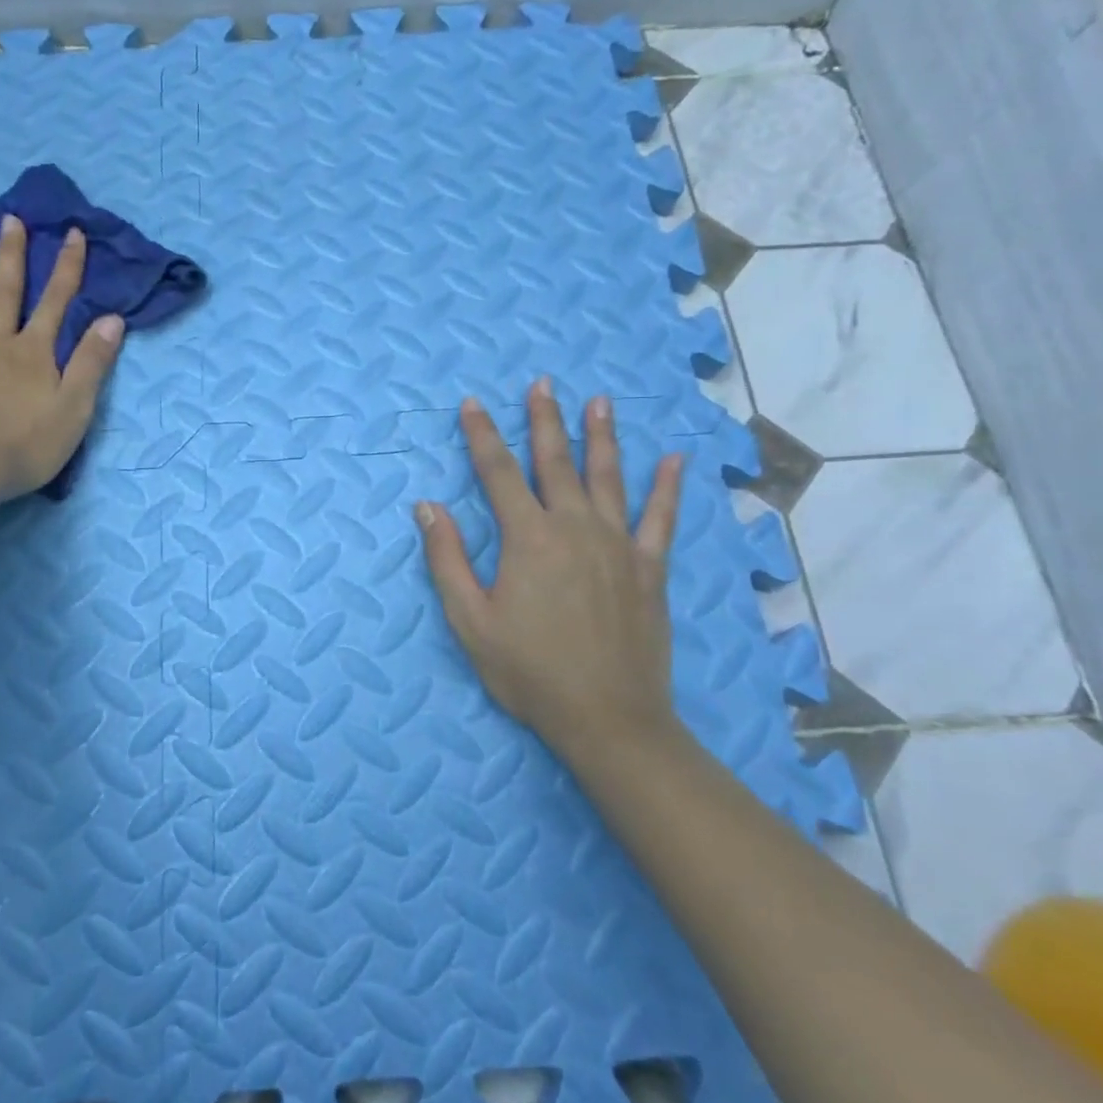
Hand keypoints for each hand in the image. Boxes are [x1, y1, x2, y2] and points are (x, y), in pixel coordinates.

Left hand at [0, 215, 123, 510]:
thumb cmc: (26, 446)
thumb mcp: (75, 408)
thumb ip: (92, 363)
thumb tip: (112, 319)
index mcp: (32, 354)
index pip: (56, 303)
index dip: (67, 268)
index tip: (72, 233)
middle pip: (3, 294)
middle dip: (9, 256)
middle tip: (9, 220)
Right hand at [416, 378, 685, 767]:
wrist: (608, 717)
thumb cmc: (530, 671)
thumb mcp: (471, 621)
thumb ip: (447, 560)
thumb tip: (428, 507)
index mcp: (528, 538)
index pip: (497, 472)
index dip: (482, 435)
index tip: (472, 404)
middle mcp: (574, 527)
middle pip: (555, 462)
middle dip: (545, 420)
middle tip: (542, 384)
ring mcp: (617, 544)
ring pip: (608, 477)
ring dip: (602, 437)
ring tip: (599, 402)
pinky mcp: (648, 567)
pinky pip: (660, 519)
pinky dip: (666, 488)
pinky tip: (674, 461)